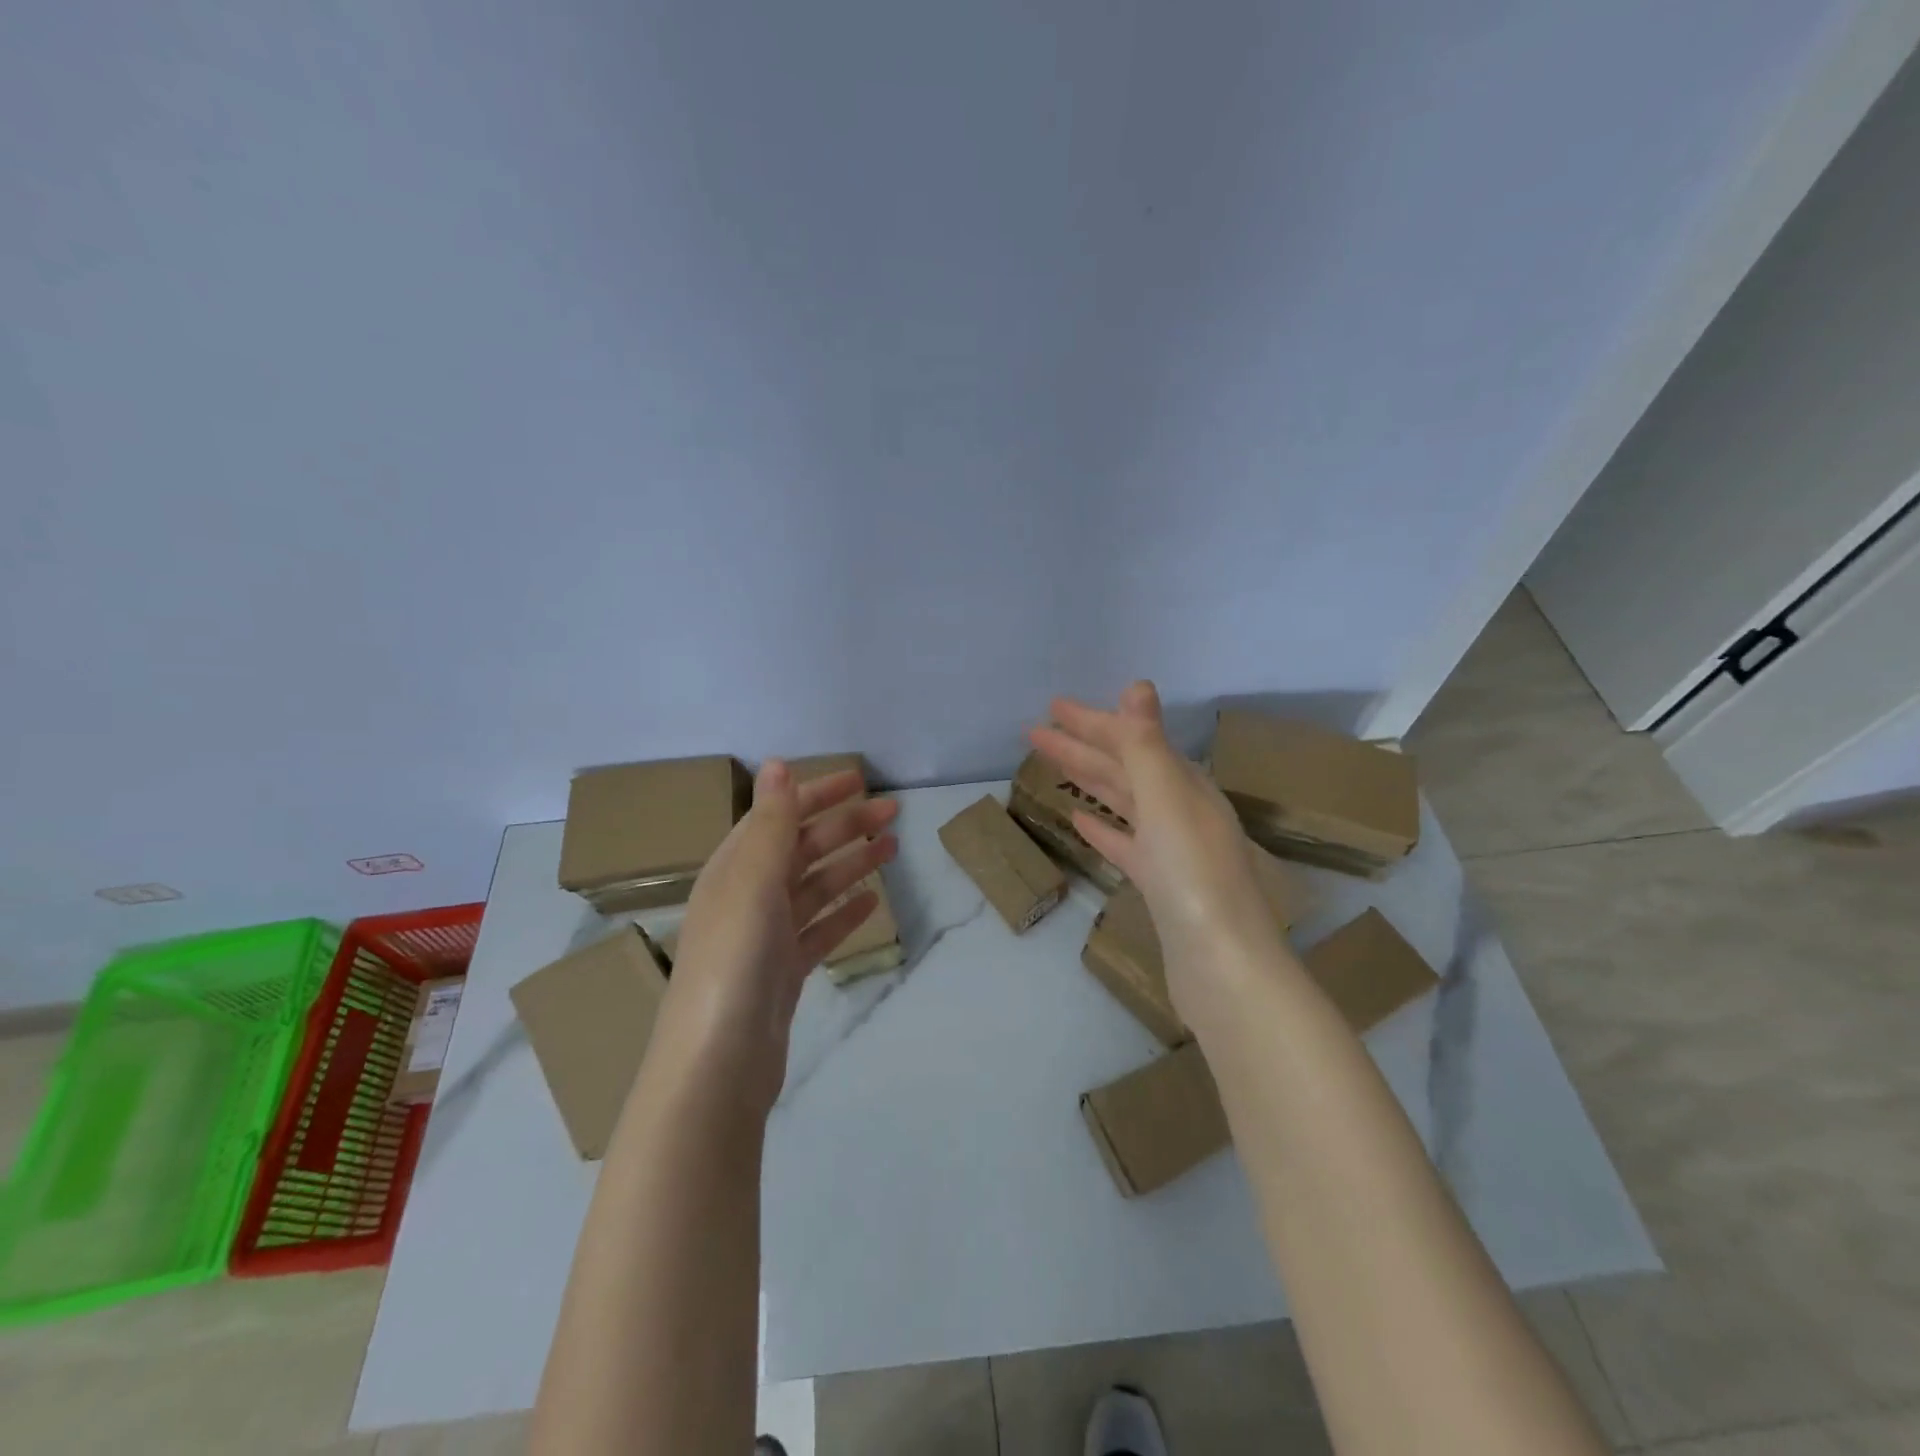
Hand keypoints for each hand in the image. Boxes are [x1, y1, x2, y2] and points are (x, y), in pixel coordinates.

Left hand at [662, 761, 898, 1109]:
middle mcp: (747, 896)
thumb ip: (770, 823)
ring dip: (851, 863)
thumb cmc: (734, 961)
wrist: (718, 1064)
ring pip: (815, 887)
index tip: (861, 780)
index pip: (779, 816)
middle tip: (894, 813)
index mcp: (734, 869)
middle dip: (846, 826)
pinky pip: (819, 929)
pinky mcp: (784, 972)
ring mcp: (766, 937)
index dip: (817, 794)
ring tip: (892, 848)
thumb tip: (776, 763)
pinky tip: (872, 901)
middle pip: (802, 849)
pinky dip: (844, 911)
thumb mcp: (752, 882)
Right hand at [1029, 681, 1290, 1025]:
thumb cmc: (1191, 875)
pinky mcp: (1160, 885)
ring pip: (1122, 802)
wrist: (1221, 965)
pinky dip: (1102, 827)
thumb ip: (1146, 744)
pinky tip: (1078, 820)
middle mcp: (1181, 811)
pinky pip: (1124, 843)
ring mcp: (1171, 850)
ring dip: (1088, 780)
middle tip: (1035, 732)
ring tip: (1052, 765)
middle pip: (1124, 769)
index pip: (1132, 741)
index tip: (1052, 707)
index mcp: (1186, 786)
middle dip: (1081, 747)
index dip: (1092, 722)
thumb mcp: (1167, 799)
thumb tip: (1137, 686)